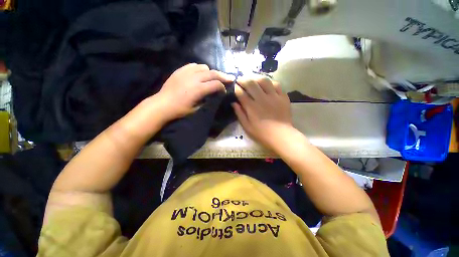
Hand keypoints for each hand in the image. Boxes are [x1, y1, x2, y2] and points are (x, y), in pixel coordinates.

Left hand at [155, 63, 234, 120]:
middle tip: (229, 78)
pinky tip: (200, 73)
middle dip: (223, 76)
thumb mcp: (197, 108)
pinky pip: (193, 65)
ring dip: (211, 72)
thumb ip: (207, 99)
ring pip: (204, 67)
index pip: (216, 84)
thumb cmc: (180, 109)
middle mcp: (194, 78)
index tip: (224, 91)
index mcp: (198, 89)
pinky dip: (200, 68)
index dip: (223, 87)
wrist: (162, 104)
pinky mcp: (180, 70)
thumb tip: (213, 94)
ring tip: (212, 77)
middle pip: (212, 73)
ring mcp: (186, 72)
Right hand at [232, 76, 292, 149]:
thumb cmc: (261, 133)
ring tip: (252, 78)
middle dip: (243, 79)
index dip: (236, 88)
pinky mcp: (283, 97)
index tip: (235, 86)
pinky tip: (266, 84)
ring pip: (264, 81)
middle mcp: (261, 99)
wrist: (281, 135)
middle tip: (240, 79)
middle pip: (251, 83)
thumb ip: (239, 114)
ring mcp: (273, 96)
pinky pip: (276, 85)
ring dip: (256, 78)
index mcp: (251, 107)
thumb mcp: (247, 127)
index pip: (241, 93)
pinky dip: (270, 82)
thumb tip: (233, 103)